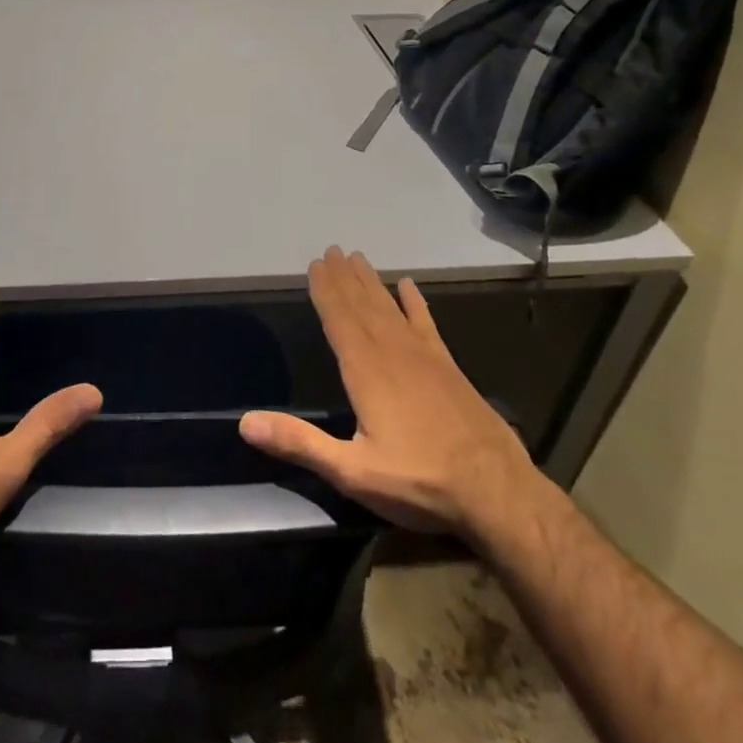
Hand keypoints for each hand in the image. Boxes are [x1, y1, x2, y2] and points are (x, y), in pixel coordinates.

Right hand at [240, 247, 540, 536]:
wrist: (497, 491)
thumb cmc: (419, 481)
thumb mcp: (352, 471)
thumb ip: (300, 443)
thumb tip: (246, 423)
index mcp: (366, 372)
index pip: (339, 320)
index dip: (325, 291)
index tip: (315, 264)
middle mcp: (392, 353)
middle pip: (362, 306)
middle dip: (344, 278)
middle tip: (332, 250)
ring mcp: (424, 357)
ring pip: (390, 309)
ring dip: (371, 283)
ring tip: (357, 258)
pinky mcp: (448, 368)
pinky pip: (426, 324)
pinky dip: (415, 304)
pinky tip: (409, 286)